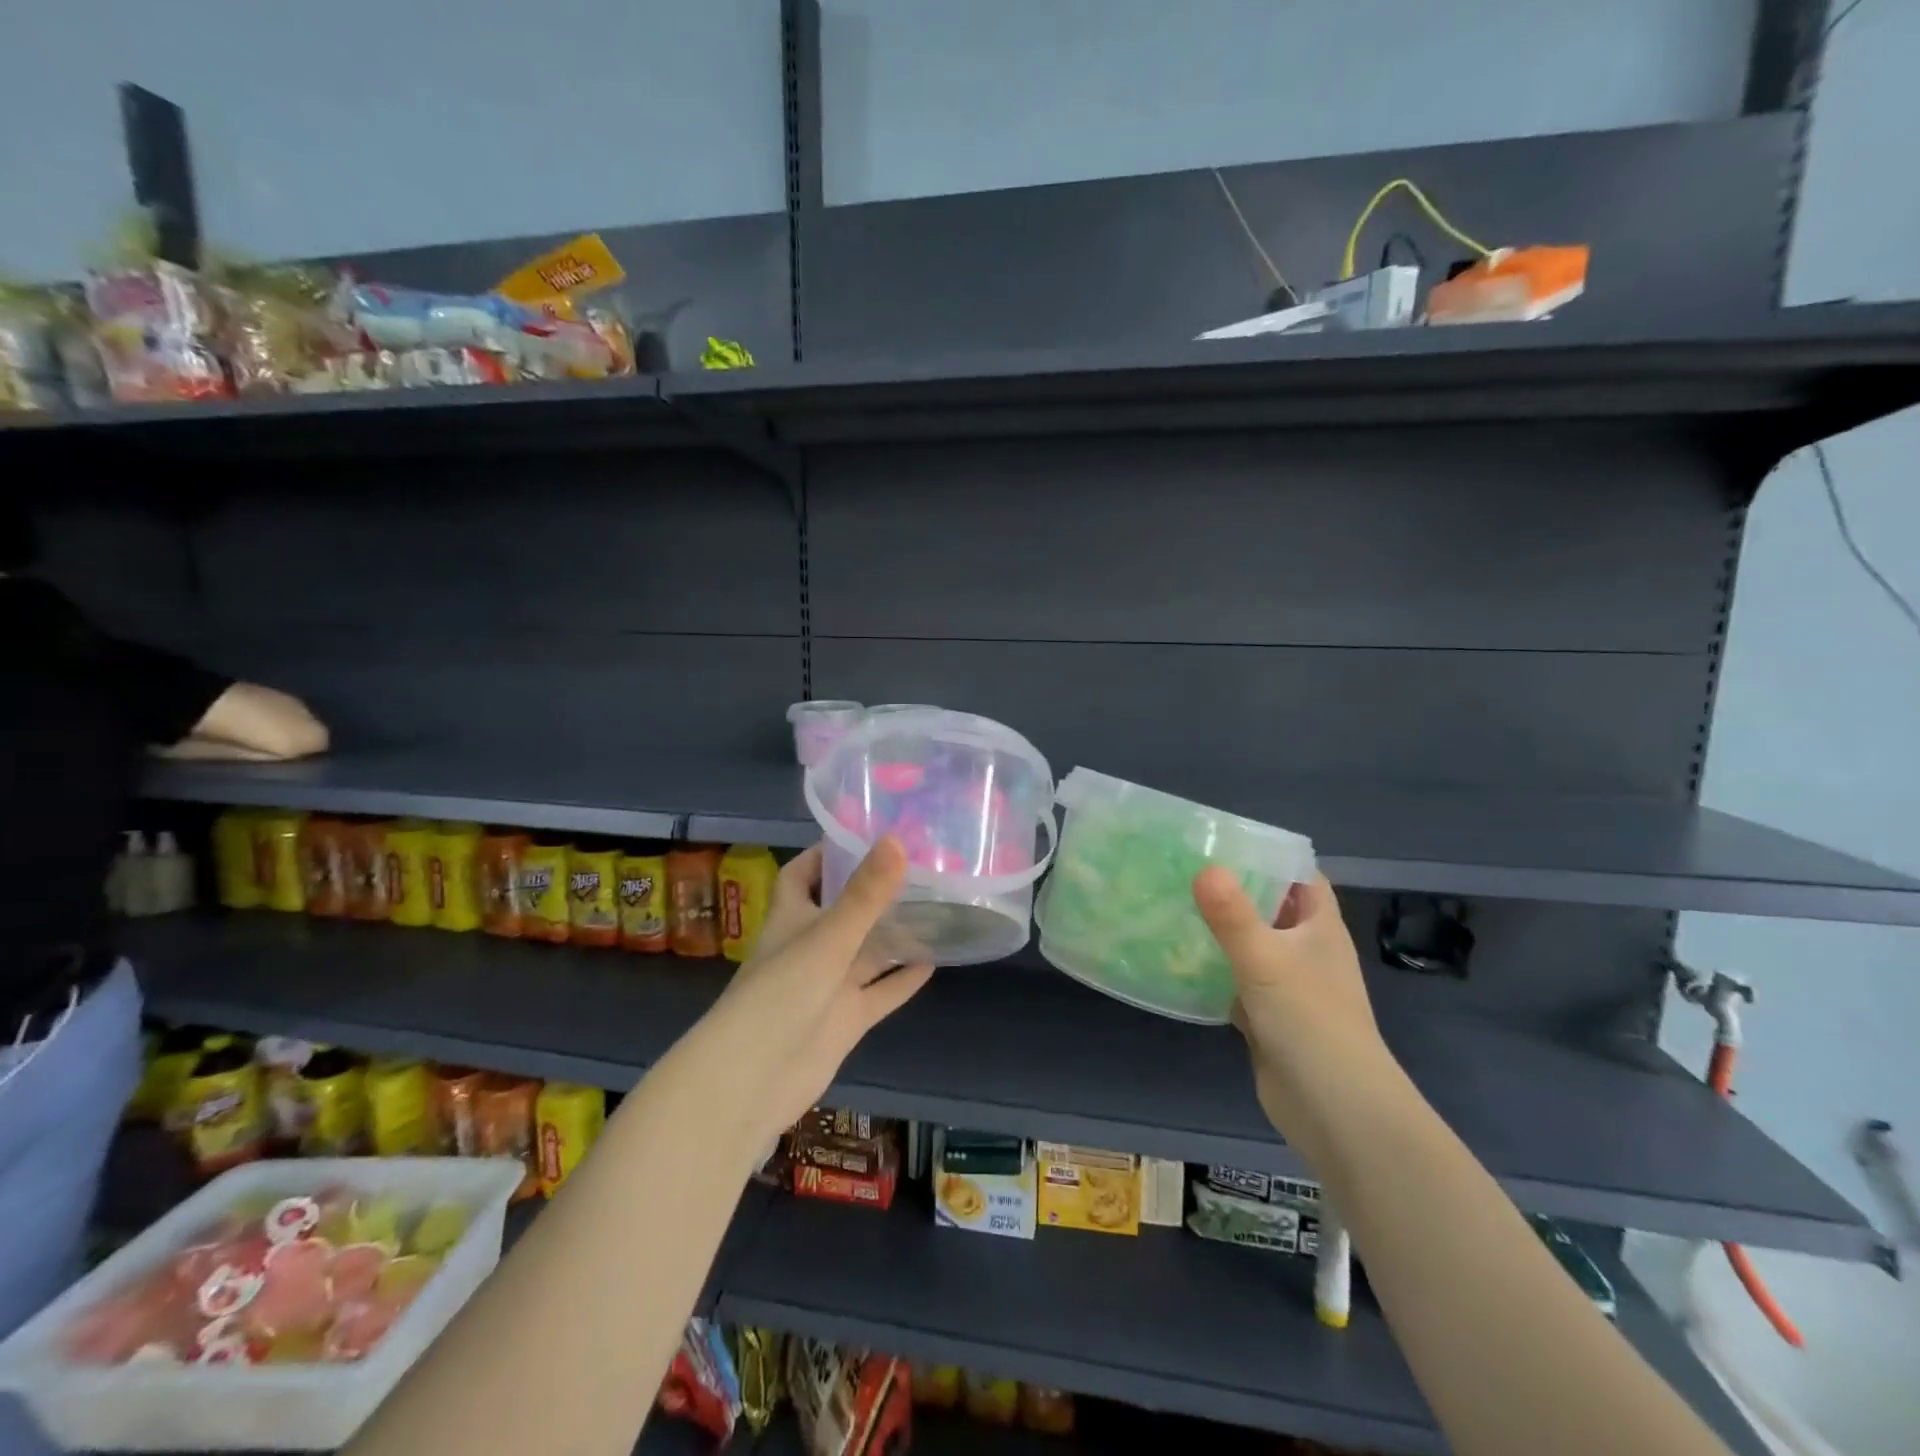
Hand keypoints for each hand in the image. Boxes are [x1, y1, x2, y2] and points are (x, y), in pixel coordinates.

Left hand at [705, 839, 932, 1146]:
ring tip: (935, 906)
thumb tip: (897, 840)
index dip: (826, 853)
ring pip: (866, 951)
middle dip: (873, 890)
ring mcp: (829, 985)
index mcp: (792, 917)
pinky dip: (902, 979)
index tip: (864, 833)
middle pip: (843, 910)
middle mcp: (810, 946)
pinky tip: (933, 961)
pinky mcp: (846, 1019)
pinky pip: (880, 992)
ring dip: (894, 933)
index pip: (803, 873)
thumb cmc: (782, 993)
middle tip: (918, 866)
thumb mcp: (828, 937)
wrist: (754, 1079)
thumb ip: (865, 894)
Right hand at [1193, 870, 1390, 1144]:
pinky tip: (1177, 961)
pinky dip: (1213, 972)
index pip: (1302, 877)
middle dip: (1234, 891)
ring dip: (1220, 932)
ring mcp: (1288, 987)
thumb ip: (1231, 915)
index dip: (1272, 857)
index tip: (1226, 843)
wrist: (1334, 1109)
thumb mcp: (1265, 959)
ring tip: (1172, 907)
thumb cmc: (1309, 1020)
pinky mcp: (1268, 1017)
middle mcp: (1307, 952)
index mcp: (1320, 928)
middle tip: (1184, 871)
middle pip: (1271, 909)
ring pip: (1250, 947)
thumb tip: (1203, 868)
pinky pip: (1236, 983)